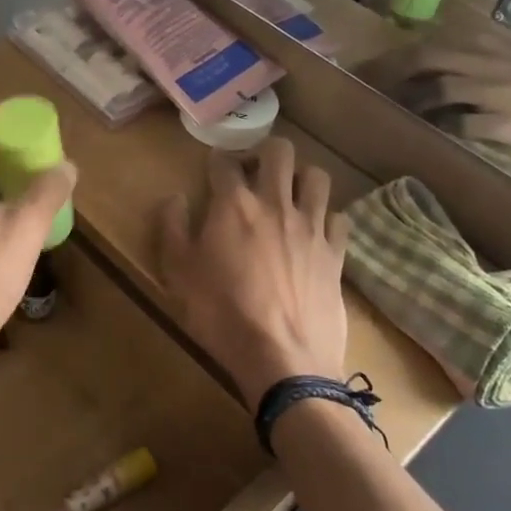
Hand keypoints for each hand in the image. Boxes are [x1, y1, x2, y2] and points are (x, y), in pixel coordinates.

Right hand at [157, 138, 348, 410]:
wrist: (282, 358)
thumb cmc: (221, 315)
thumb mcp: (178, 274)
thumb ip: (172, 228)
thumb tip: (175, 198)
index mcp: (233, 205)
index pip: (225, 163)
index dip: (217, 161)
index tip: (213, 169)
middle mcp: (276, 204)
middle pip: (280, 152)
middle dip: (264, 153)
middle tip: (253, 173)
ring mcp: (311, 226)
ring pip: (317, 176)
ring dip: (301, 177)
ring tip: (289, 195)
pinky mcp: (335, 253)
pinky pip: (338, 217)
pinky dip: (325, 217)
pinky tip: (314, 231)